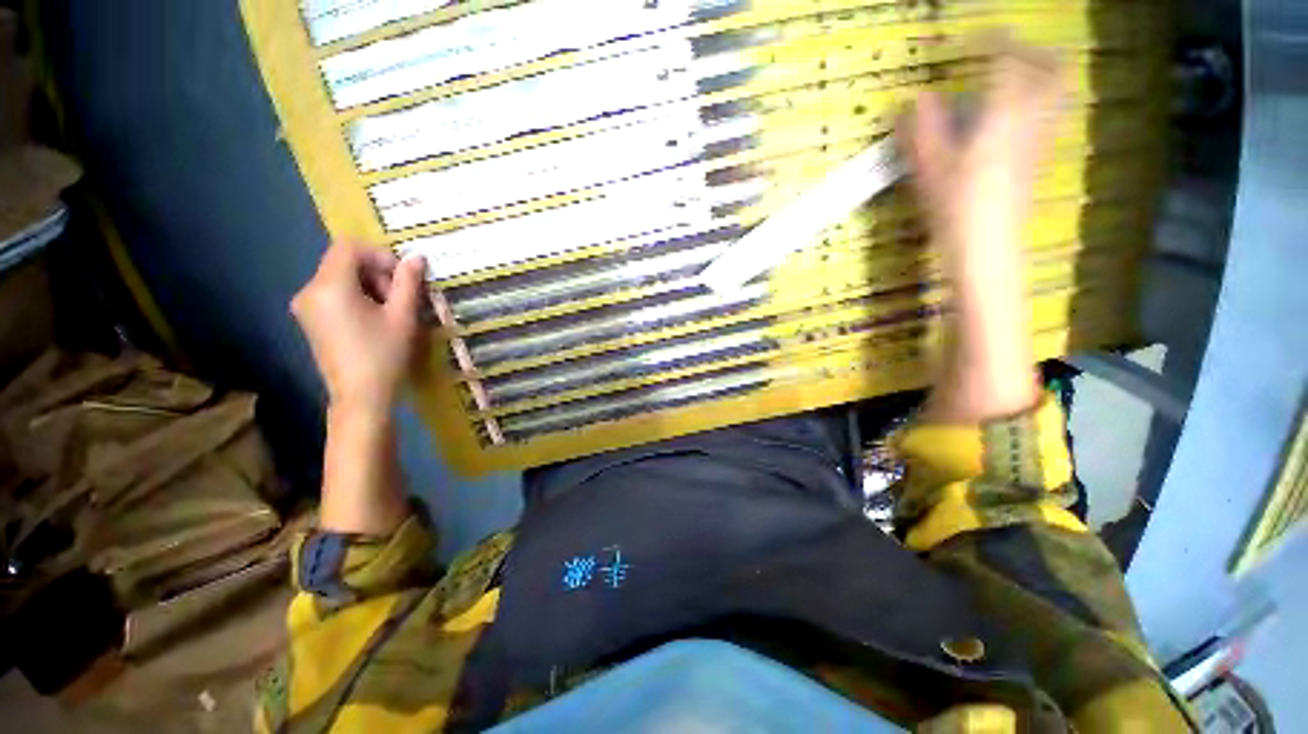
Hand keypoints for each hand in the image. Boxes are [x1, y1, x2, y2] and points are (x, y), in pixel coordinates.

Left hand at [291, 242, 427, 415]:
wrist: (360, 396)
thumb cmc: (384, 354)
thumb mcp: (403, 316)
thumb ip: (408, 282)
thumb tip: (416, 257)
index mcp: (330, 286)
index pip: (349, 248)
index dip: (379, 255)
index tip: (403, 277)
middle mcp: (309, 291)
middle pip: (343, 262)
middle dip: (376, 273)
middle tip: (401, 298)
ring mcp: (306, 307)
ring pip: (339, 278)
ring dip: (368, 286)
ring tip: (391, 311)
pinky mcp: (310, 320)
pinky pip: (333, 294)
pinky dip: (356, 297)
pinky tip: (375, 319)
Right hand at [899, 39, 1060, 265]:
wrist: (986, 246)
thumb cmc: (954, 206)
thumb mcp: (929, 169)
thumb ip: (923, 129)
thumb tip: (917, 99)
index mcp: (1002, 115)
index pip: (1007, 60)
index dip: (992, 40)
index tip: (972, 37)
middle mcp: (1030, 119)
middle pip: (1050, 69)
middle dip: (1030, 52)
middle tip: (1004, 51)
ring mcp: (1040, 138)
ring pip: (1056, 91)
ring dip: (1039, 74)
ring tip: (1013, 77)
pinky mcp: (1038, 158)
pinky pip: (1049, 114)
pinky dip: (1037, 100)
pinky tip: (1013, 114)